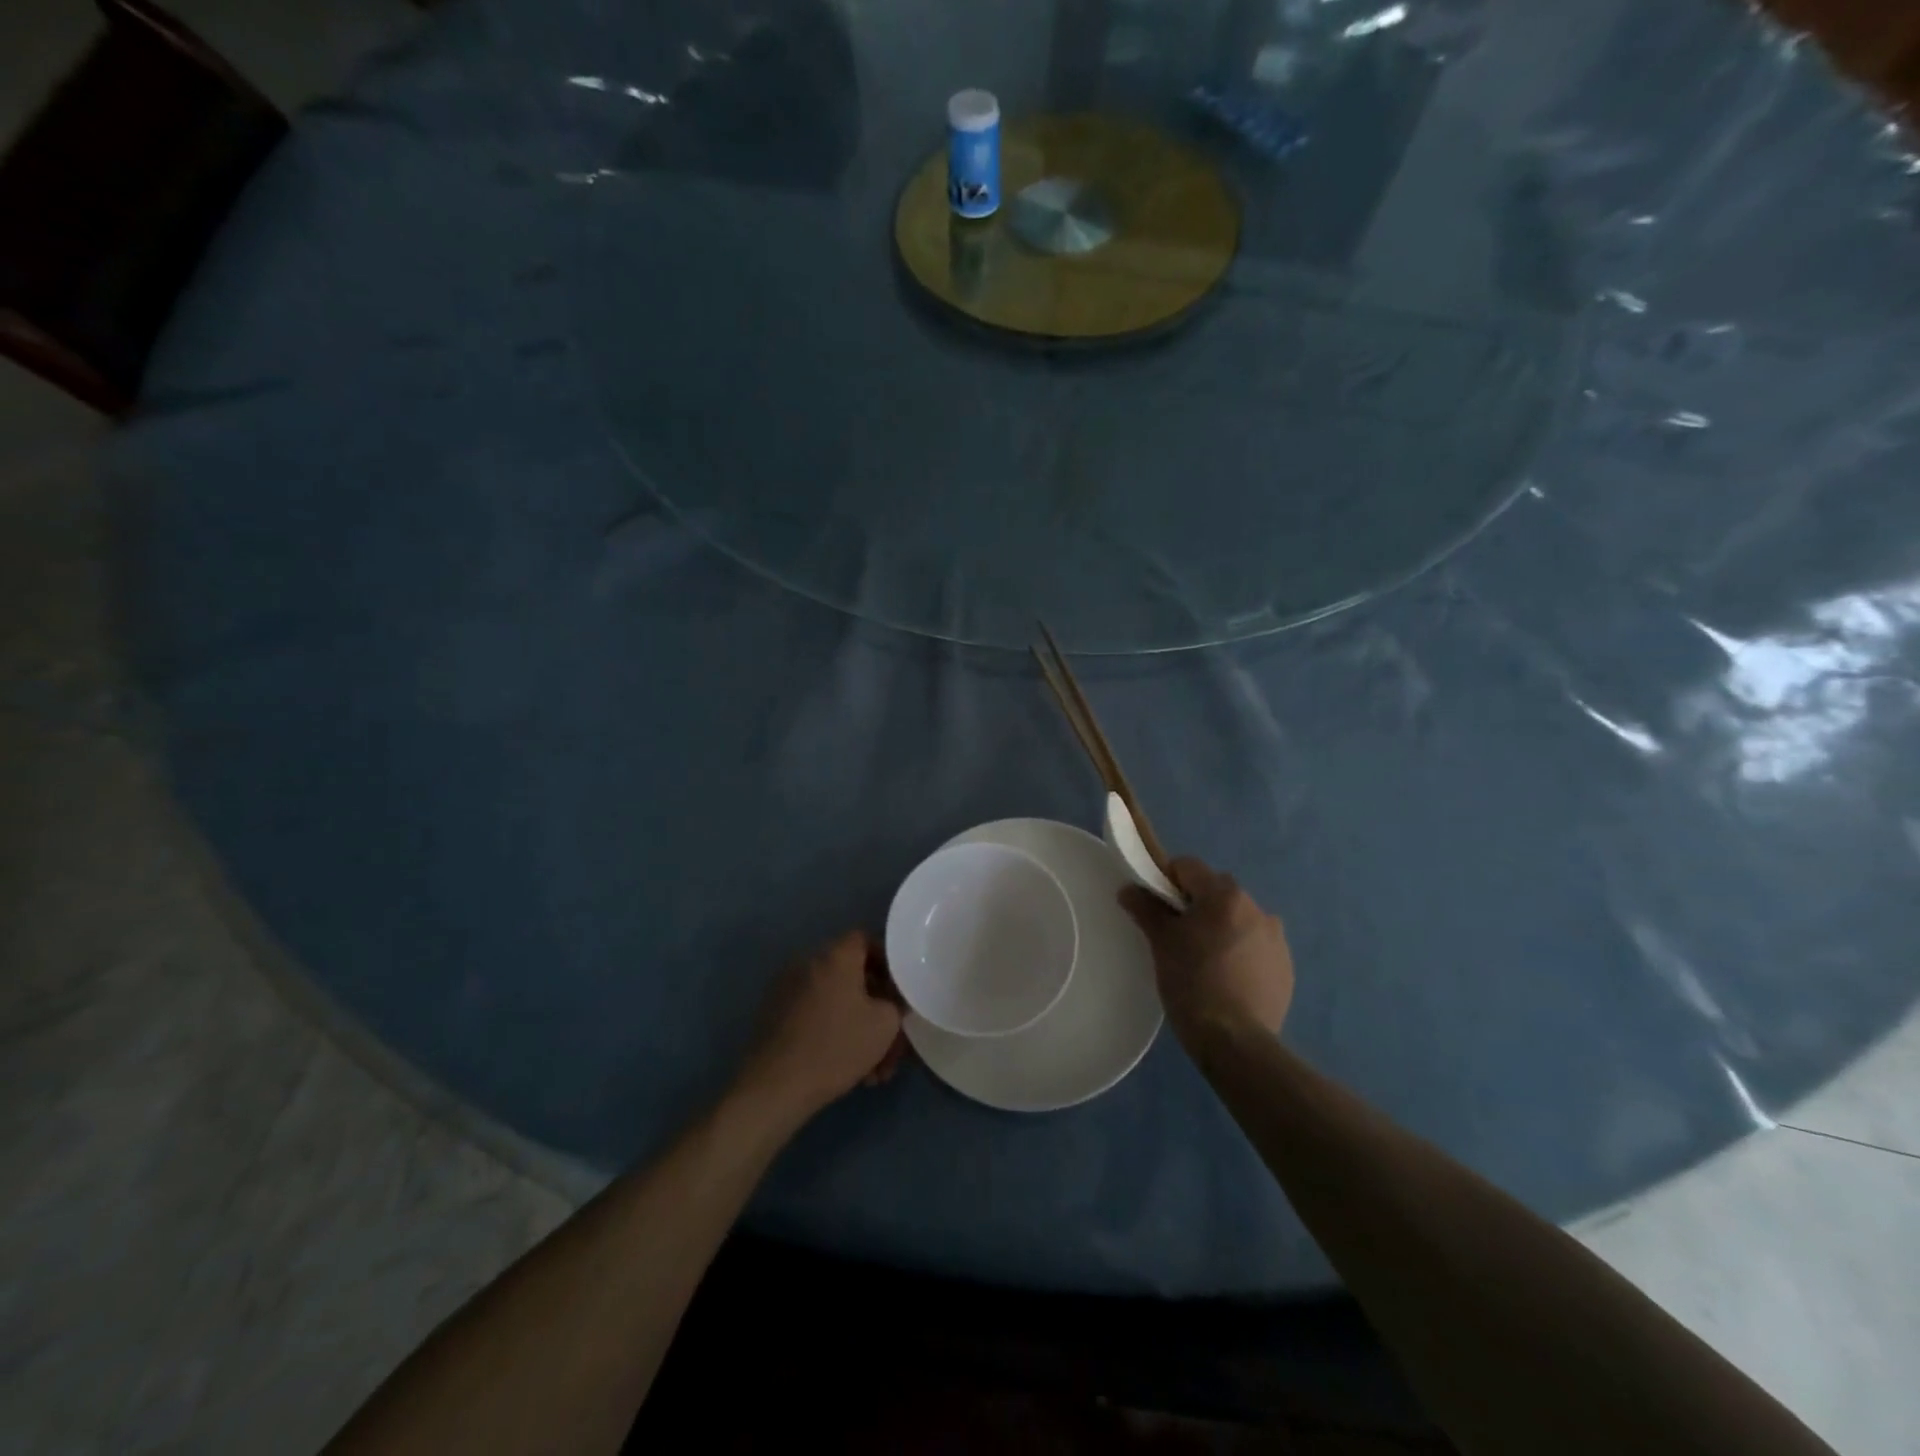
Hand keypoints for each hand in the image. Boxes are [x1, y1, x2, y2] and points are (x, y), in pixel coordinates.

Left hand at [736, 931, 907, 1120]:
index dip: (886, 961)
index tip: (898, 990)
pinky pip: (815, 1015)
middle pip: (852, 977)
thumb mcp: (884, 1024)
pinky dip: (834, 1034)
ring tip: (873, 1071)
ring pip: (836, 1002)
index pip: (865, 939)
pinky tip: (849, 1071)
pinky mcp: (775, 1015)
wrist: (775, 1087)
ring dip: (858, 1029)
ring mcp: (787, 989)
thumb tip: (890, 999)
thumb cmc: (837, 1046)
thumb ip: (895, 1002)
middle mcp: (808, 963)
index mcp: (835, 956)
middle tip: (891, 1043)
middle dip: (876, 1010)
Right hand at [1119, 858, 1293, 1047]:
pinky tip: (1227, 980)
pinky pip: (1255, 946)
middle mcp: (1256, 907)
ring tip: (1204, 962)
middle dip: (1196, 905)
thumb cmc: (1192, 983)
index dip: (1166, 881)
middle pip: (1216, 891)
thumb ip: (1145, 908)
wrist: (1236, 1042)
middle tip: (1177, 936)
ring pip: (1238, 919)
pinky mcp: (1285, 967)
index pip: (1189, 867)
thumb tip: (1129, 889)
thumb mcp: (1161, 943)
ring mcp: (1276, 938)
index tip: (1156, 907)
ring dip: (1221, 928)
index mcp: (1225, 895)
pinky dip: (1240, 953)